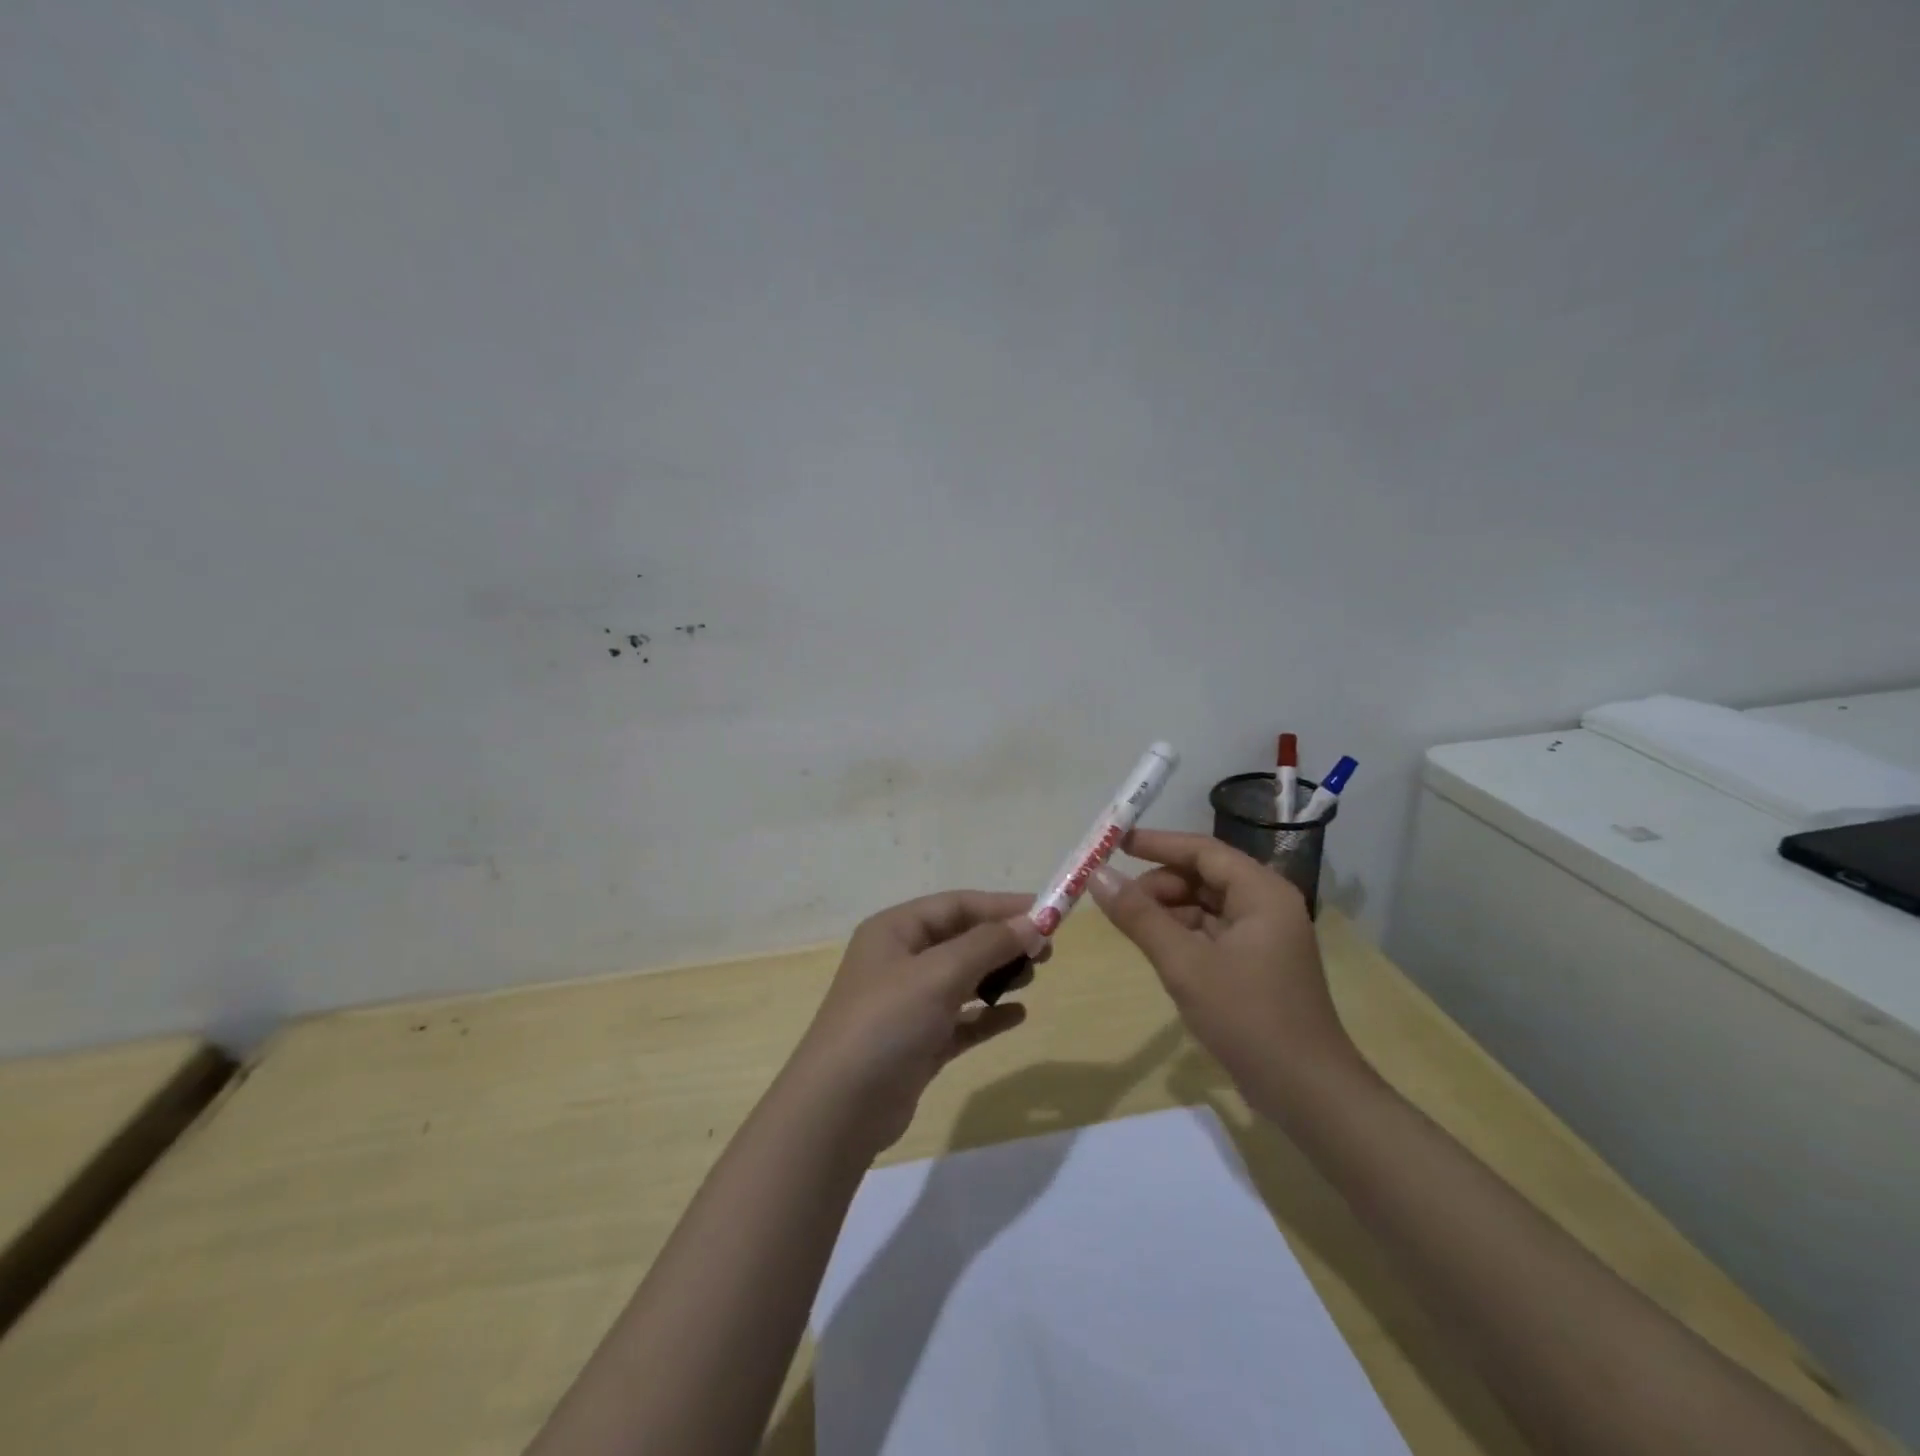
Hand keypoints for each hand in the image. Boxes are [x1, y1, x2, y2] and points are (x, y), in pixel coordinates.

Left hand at [785, 891, 1046, 1156]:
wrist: (840, 1109)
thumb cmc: (886, 1023)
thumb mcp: (938, 974)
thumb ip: (988, 945)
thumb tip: (1035, 922)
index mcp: (895, 931)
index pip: (956, 905)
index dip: (1001, 906)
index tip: (1047, 913)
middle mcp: (900, 960)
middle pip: (961, 939)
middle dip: (1003, 941)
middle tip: (1046, 952)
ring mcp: (908, 1004)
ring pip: (963, 978)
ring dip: (998, 975)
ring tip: (1032, 977)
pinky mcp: (918, 1042)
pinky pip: (961, 1019)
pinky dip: (988, 1015)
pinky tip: (1017, 1016)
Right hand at [1088, 829, 1363, 1104]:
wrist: (1307, 1093)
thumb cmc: (1248, 1018)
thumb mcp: (1184, 964)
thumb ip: (1139, 916)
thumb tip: (1097, 875)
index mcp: (1261, 892)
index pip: (1202, 850)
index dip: (1157, 843)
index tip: (1114, 844)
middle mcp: (1266, 904)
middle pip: (1203, 875)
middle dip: (1159, 883)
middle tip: (1118, 901)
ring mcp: (1264, 935)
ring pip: (1205, 904)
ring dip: (1168, 910)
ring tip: (1131, 927)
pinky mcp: (1257, 963)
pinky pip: (1212, 931)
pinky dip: (1182, 934)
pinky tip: (1158, 949)